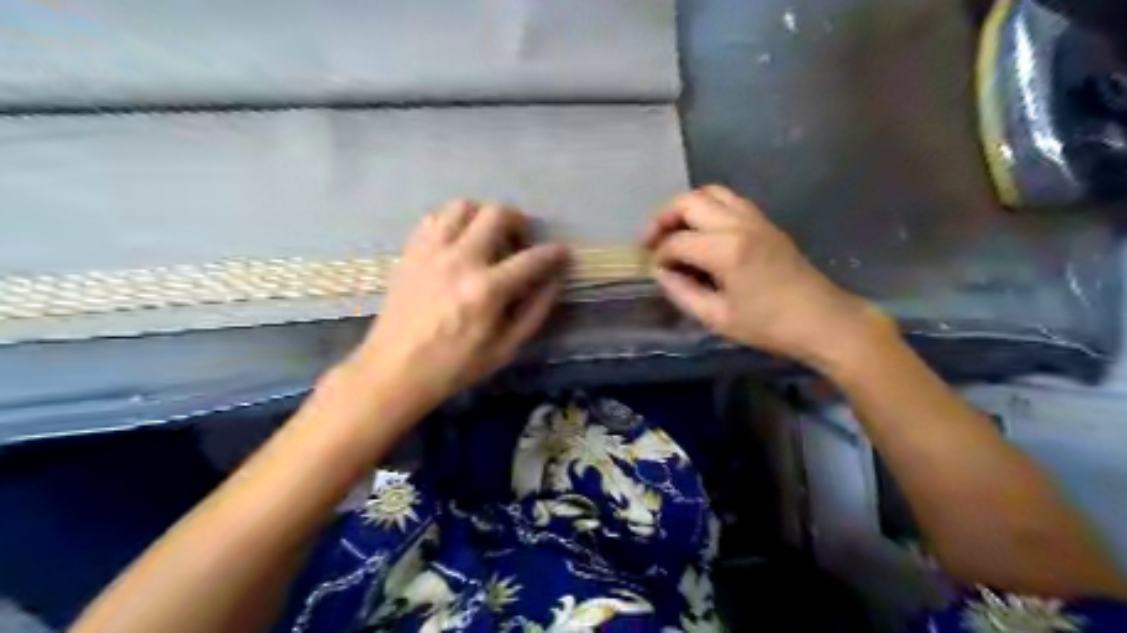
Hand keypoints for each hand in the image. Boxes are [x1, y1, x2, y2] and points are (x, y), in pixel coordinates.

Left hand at [349, 201, 568, 412]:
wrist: (394, 370)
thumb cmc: (454, 366)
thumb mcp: (505, 349)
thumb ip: (535, 311)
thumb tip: (555, 281)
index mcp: (487, 290)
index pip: (531, 258)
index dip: (554, 253)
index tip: (561, 252)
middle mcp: (460, 260)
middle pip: (497, 213)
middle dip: (519, 221)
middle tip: (520, 242)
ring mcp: (431, 251)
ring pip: (462, 205)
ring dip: (483, 215)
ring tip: (487, 237)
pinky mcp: (410, 252)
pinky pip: (434, 218)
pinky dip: (452, 222)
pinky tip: (457, 243)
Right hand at [642, 183, 889, 366]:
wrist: (822, 320)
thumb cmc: (768, 326)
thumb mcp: (717, 318)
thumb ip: (682, 292)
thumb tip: (661, 273)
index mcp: (726, 250)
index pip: (677, 241)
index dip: (660, 255)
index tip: (656, 271)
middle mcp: (738, 224)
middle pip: (689, 201)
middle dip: (663, 217)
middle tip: (650, 239)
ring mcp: (755, 218)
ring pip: (710, 192)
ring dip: (686, 207)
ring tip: (674, 230)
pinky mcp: (765, 222)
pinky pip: (729, 200)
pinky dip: (708, 207)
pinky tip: (702, 231)